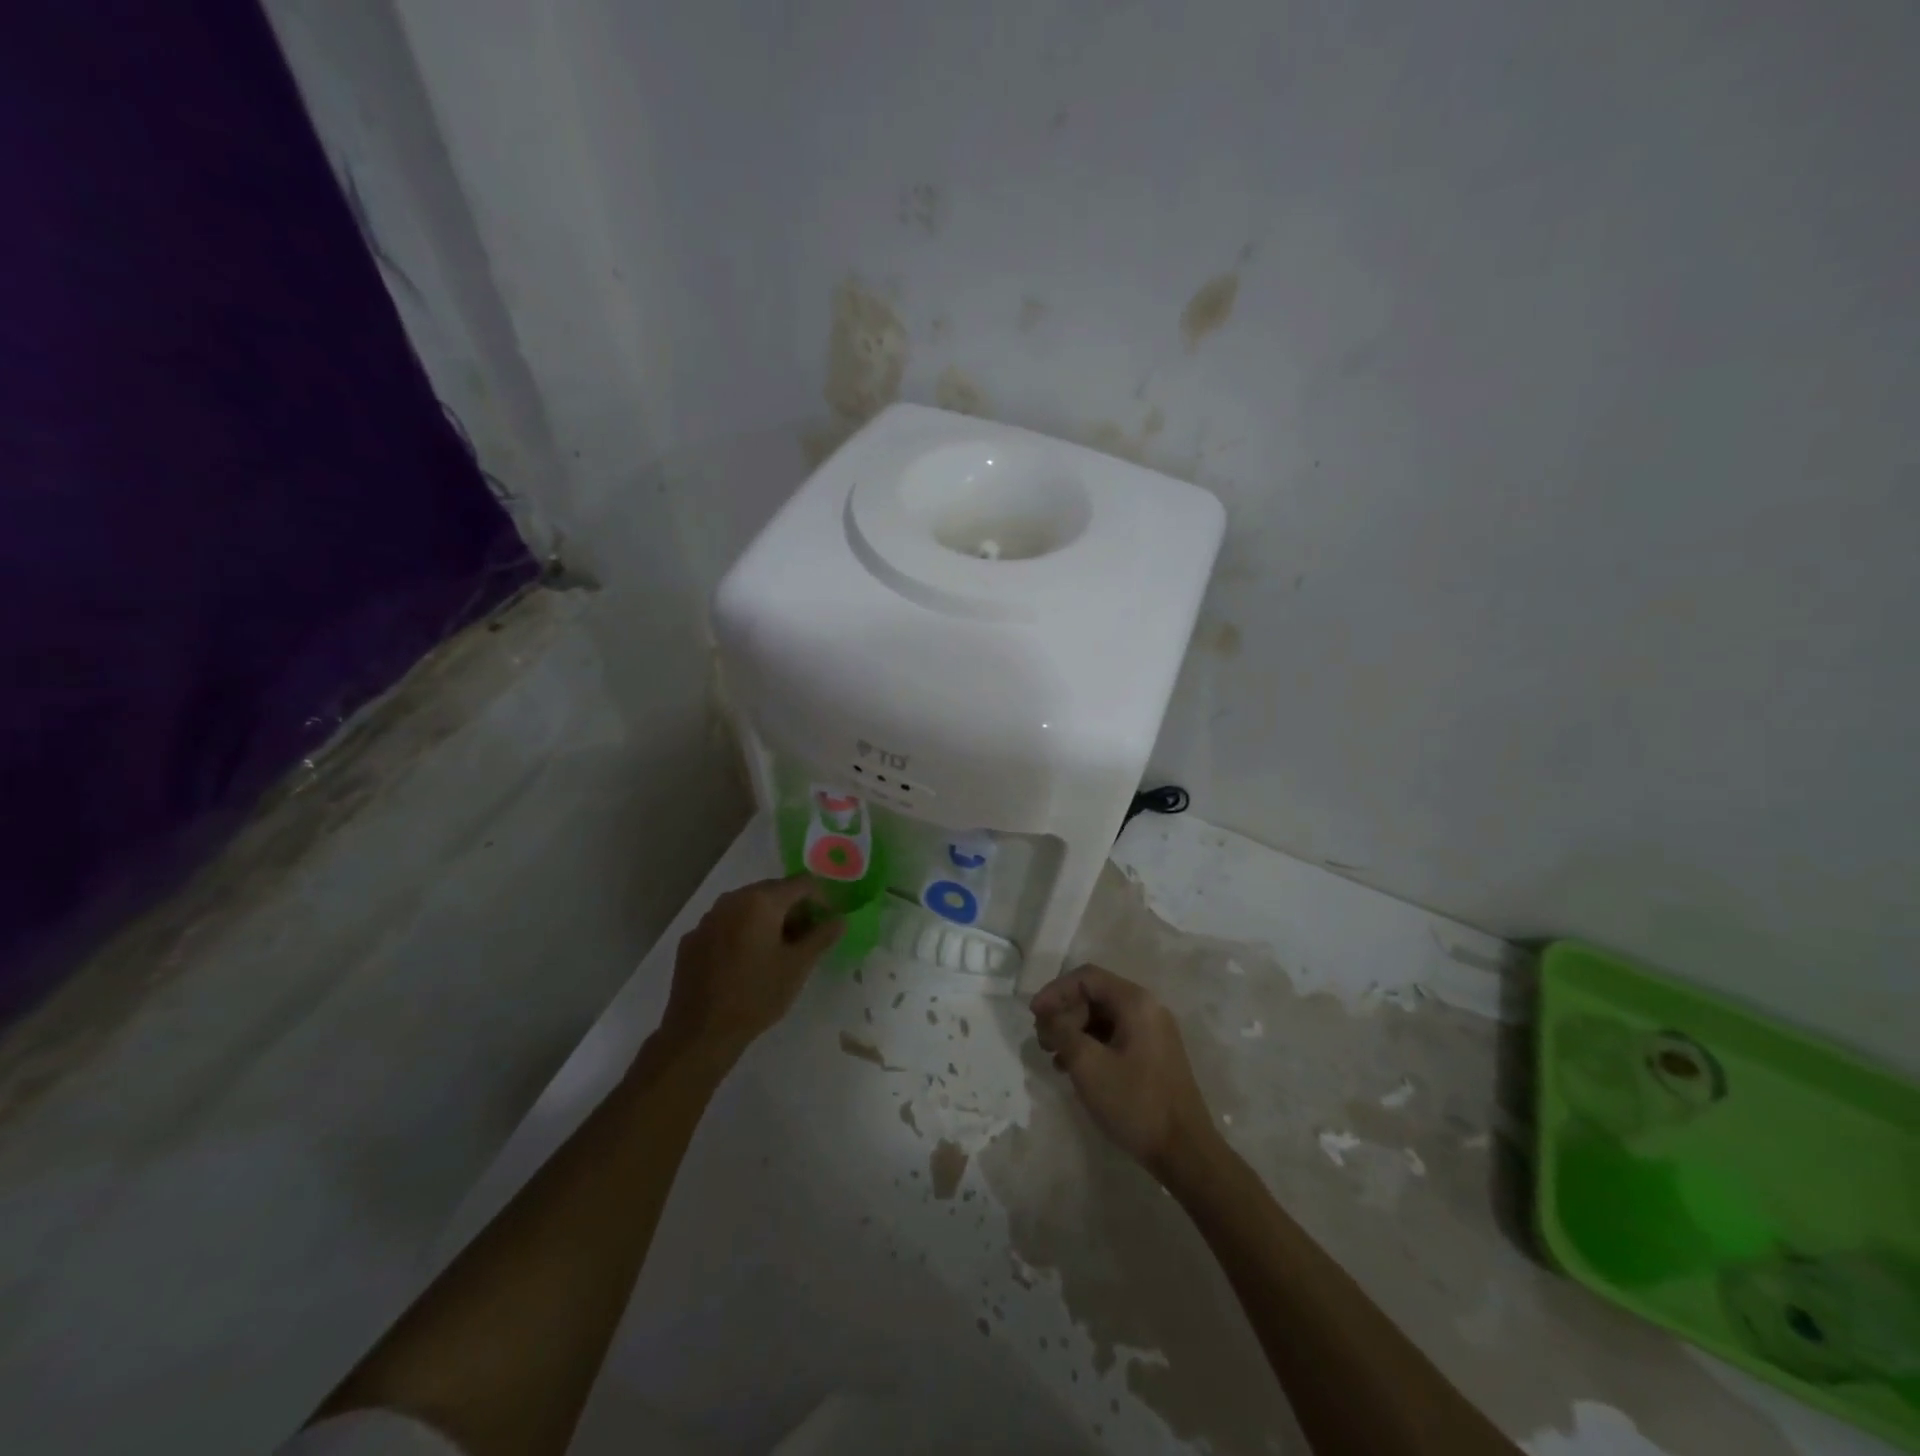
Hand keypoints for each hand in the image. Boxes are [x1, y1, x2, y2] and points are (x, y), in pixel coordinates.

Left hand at [658, 875, 842, 1058]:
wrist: (700, 1033)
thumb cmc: (757, 995)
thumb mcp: (798, 966)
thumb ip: (822, 936)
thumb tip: (840, 919)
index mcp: (760, 901)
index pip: (801, 883)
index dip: (821, 898)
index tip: (828, 922)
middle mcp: (731, 900)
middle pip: (772, 891)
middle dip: (794, 909)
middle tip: (806, 937)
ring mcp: (707, 919)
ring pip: (747, 907)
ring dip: (768, 920)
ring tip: (778, 950)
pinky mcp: (692, 940)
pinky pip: (725, 925)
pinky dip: (742, 933)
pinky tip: (745, 962)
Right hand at [1031, 965, 1217, 1176]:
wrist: (1185, 1152)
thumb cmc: (1135, 1103)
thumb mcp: (1088, 1065)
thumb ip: (1061, 1031)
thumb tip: (1046, 1014)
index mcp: (1136, 1002)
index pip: (1086, 977)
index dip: (1055, 991)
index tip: (1034, 1016)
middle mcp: (1148, 1008)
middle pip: (1095, 995)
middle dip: (1064, 1013)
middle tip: (1043, 1040)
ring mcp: (1154, 1032)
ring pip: (1103, 1017)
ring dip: (1075, 1030)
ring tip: (1055, 1057)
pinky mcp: (1154, 1054)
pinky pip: (1116, 1035)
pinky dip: (1092, 1045)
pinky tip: (1076, 1069)